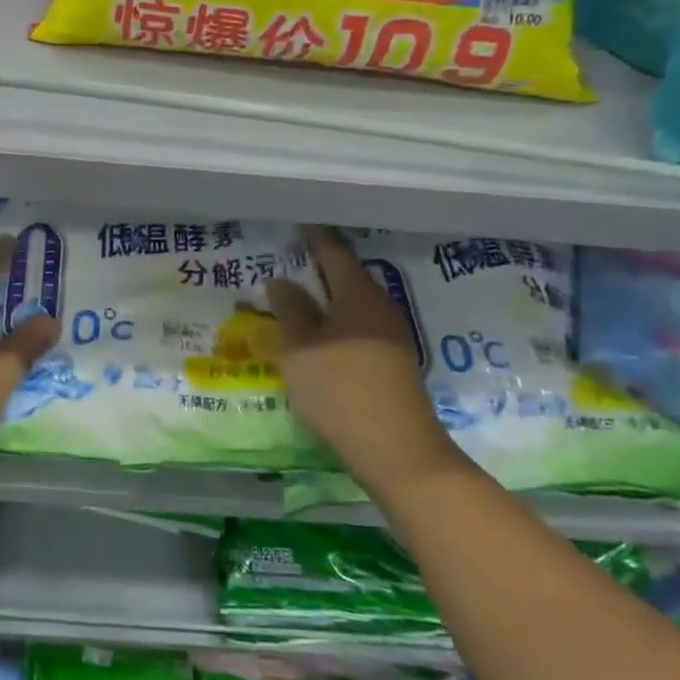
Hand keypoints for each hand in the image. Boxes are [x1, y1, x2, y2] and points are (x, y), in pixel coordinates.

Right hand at [266, 228, 465, 491]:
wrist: (398, 451)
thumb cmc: (340, 388)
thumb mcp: (301, 348)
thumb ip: (290, 311)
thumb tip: (282, 281)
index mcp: (358, 294)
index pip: (334, 251)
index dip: (313, 238)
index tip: (293, 228)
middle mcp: (380, 306)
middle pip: (348, 276)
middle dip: (318, 269)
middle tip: (287, 264)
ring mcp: (392, 335)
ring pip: (354, 304)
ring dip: (327, 299)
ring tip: (296, 302)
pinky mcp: (393, 362)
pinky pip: (360, 327)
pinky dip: (337, 323)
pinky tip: (320, 338)